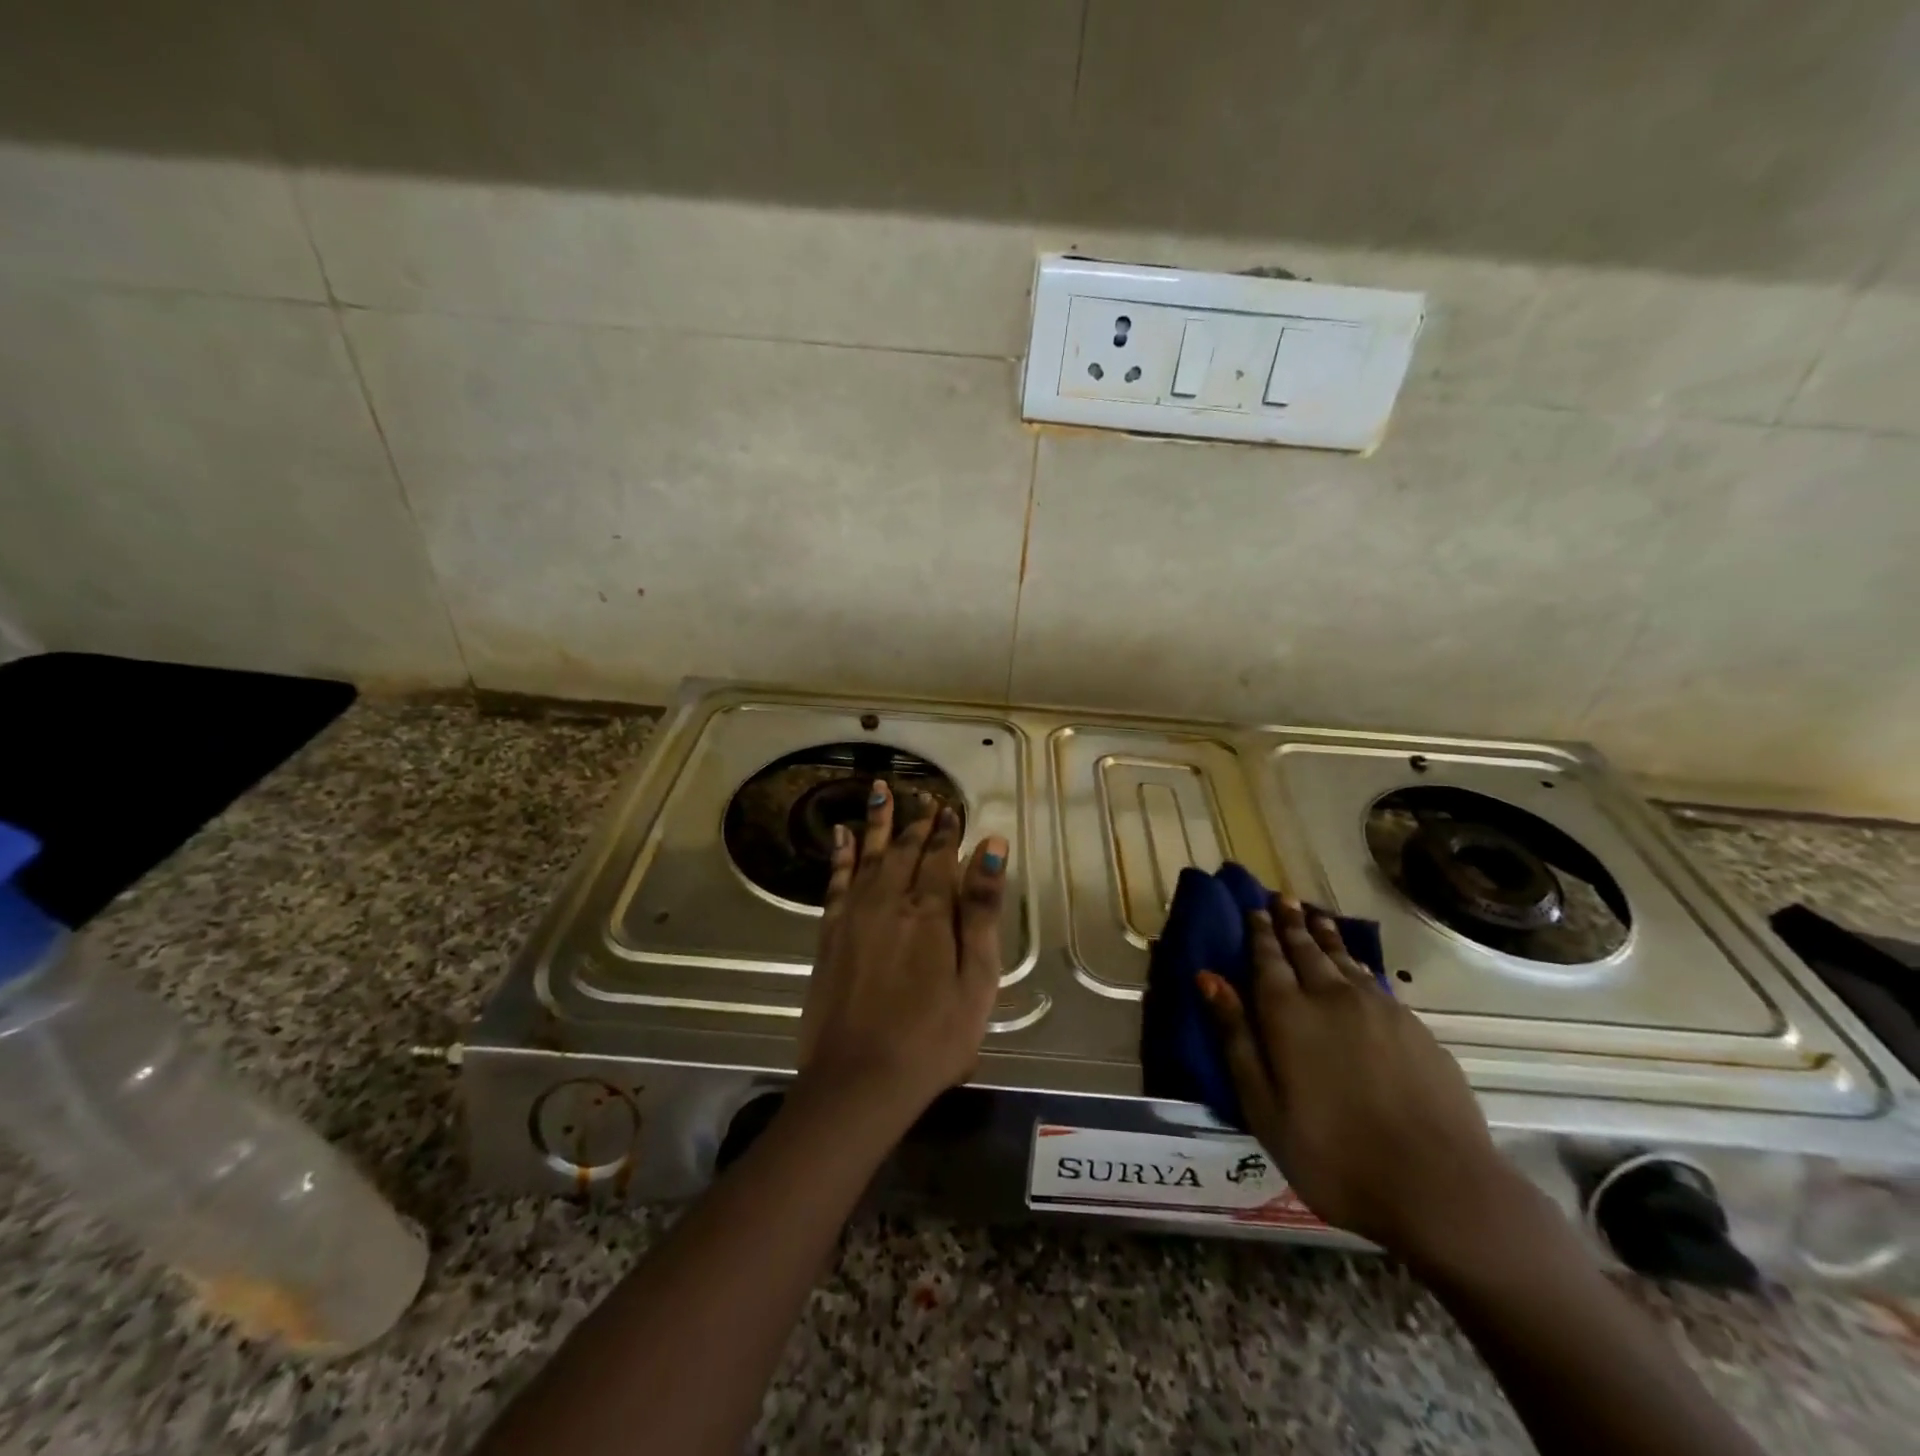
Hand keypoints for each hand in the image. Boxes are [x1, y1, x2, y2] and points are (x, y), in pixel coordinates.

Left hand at [796, 780, 1009, 1126]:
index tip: (951, 809)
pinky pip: (836, 880)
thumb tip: (992, 845)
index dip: (947, 832)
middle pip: (904, 850)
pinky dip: (841, 855)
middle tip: (924, 798)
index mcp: (930, 911)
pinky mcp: (829, 933)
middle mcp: (889, 901)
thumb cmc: (933, 1036)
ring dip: (877, 822)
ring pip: (869, 855)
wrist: (860, 1079)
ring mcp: (854, 915)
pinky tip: (843, 835)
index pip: (940, 857)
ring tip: (881, 790)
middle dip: (916, 823)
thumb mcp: (976, 978)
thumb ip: (981, 908)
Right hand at [1199, 896, 1528, 1271]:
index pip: (1268, 959)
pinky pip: (1374, 980)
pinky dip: (1357, 963)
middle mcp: (1332, 997)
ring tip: (1315, 916)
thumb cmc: (1333, 1155)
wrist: (1439, 1188)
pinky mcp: (1414, 1028)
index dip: (1260, 933)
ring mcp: (1379, 1010)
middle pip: (1307, 949)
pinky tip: (1357, 965)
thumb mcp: (1263, 1106)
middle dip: (1291, 923)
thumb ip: (1235, 1037)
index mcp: (1288, 1014)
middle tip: (1283, 899)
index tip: (1255, 909)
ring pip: (1344, 959)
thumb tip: (1208, 978)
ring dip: (1326, 935)